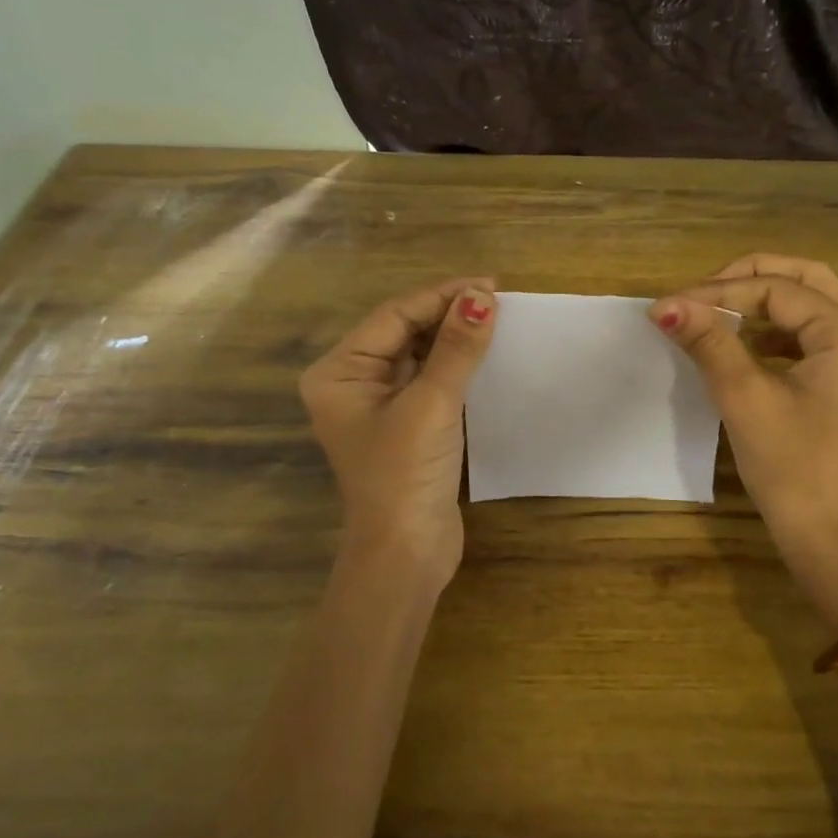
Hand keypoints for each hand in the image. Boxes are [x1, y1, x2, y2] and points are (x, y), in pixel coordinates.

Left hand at [299, 277, 496, 591]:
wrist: (406, 554)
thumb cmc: (406, 475)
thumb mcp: (432, 405)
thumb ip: (456, 349)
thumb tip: (482, 296)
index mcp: (340, 372)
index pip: (394, 316)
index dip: (442, 295)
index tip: (489, 283)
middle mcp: (353, 382)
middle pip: (404, 331)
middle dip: (448, 313)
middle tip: (498, 298)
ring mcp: (380, 404)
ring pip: (419, 354)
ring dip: (454, 337)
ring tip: (497, 318)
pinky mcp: (406, 424)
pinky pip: (430, 379)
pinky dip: (456, 364)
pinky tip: (485, 353)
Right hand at [651, 254, 837, 625]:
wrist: (829, 539)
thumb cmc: (792, 468)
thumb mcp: (745, 397)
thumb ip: (708, 341)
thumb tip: (664, 305)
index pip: (779, 290)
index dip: (720, 292)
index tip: (671, 306)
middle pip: (805, 279)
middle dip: (748, 278)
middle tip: (700, 292)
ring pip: (809, 304)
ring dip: (761, 300)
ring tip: (713, 311)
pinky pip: (809, 334)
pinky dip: (773, 329)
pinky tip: (741, 342)